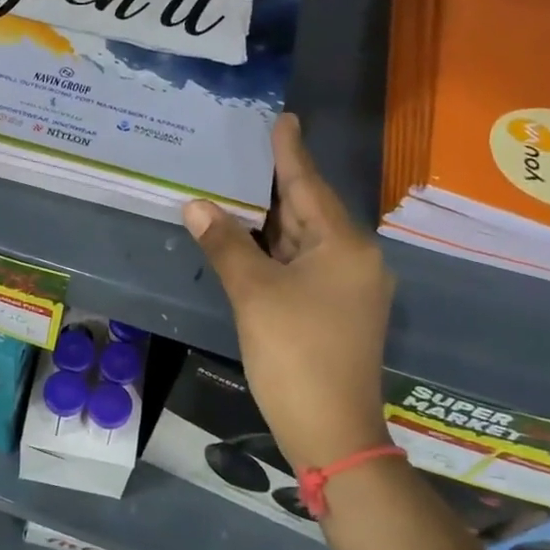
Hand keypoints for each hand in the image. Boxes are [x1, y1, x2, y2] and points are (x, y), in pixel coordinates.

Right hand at [182, 113, 393, 471]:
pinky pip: (304, 265)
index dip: (289, 152)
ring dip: (271, 219)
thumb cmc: (295, 354)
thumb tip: (195, 205)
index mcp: (344, 246)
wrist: (331, 431)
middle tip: (246, 151)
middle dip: (275, 184)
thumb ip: (226, 245)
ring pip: (304, 241)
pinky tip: (250, 240)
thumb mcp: (254, 294)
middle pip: (308, 211)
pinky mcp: (337, 311)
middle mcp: (354, 260)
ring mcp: (348, 288)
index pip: (308, 186)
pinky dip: (276, 250)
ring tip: (239, 187)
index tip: (282, 118)